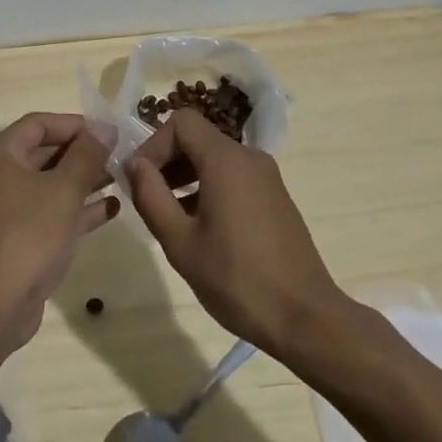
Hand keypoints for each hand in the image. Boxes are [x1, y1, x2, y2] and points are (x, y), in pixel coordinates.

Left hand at [0, 113, 117, 363]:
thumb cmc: (28, 236)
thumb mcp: (64, 190)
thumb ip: (86, 156)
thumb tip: (104, 127)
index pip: (38, 123)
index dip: (74, 124)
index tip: (109, 133)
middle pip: (43, 153)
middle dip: (82, 153)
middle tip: (120, 156)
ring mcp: (5, 210)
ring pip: (48, 185)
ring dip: (83, 181)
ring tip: (121, 179)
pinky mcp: (15, 240)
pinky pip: (48, 213)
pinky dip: (76, 209)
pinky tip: (110, 210)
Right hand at [126, 110, 346, 359]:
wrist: (306, 319)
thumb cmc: (236, 279)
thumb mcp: (180, 242)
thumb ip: (151, 196)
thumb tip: (134, 165)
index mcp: (226, 160)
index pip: (180, 122)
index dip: (153, 144)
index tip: (139, 180)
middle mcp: (249, 158)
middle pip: (197, 137)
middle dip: (166, 160)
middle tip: (147, 197)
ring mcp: (266, 177)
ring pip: (214, 157)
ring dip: (185, 175)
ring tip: (168, 214)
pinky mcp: (274, 197)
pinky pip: (232, 176)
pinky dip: (207, 186)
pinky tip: (198, 226)